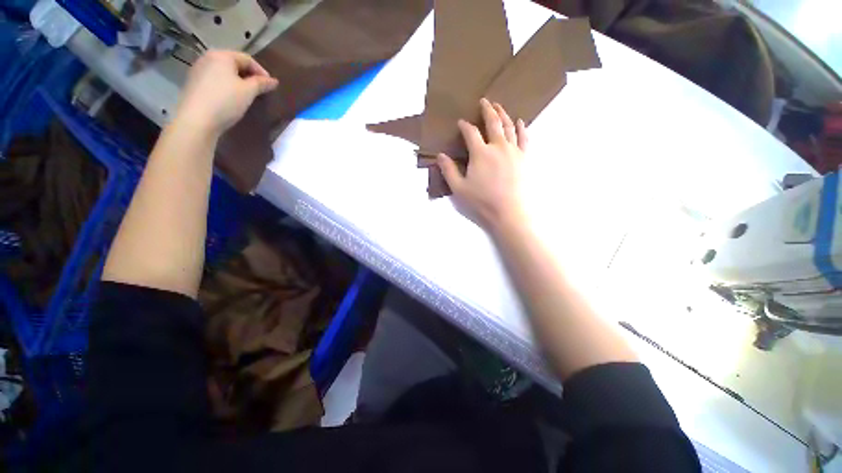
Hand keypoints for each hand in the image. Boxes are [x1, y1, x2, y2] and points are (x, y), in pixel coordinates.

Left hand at [176, 50, 278, 136]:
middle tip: (260, 90)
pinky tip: (231, 98)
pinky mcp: (194, 83)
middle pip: (234, 63)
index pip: (247, 59)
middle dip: (249, 75)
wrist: (197, 120)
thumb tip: (274, 81)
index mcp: (222, 55)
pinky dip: (226, 86)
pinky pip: (215, 80)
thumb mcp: (248, 92)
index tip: (270, 86)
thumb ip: (261, 84)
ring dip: (237, 81)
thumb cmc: (226, 101)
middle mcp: (208, 57)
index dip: (261, 71)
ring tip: (247, 95)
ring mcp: (198, 70)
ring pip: (224, 72)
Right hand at [437, 98, 527, 232]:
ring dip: (503, 114)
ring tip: (499, 106)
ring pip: (509, 126)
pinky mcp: (524, 158)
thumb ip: (449, 171)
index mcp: (480, 153)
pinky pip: (524, 138)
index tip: (461, 122)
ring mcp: (513, 151)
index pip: (471, 133)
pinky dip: (521, 127)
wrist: (509, 213)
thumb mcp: (459, 188)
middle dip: (487, 110)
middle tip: (484, 101)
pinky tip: (519, 121)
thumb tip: (440, 156)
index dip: (465, 126)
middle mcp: (498, 147)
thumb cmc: (482, 202)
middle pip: (493, 122)